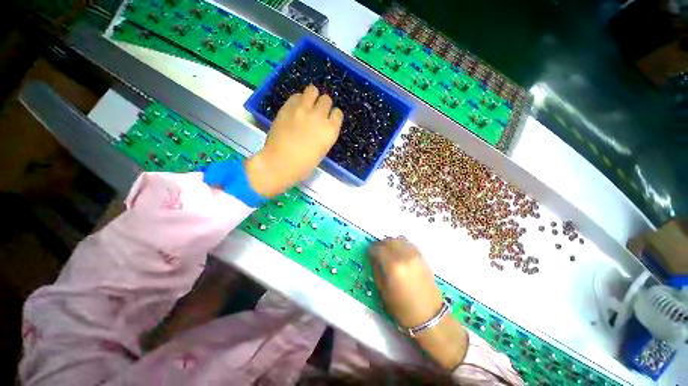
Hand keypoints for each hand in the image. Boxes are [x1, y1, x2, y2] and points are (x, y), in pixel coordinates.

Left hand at [245, 85, 342, 196]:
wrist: (280, 163)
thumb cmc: (304, 164)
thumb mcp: (322, 150)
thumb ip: (324, 135)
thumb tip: (321, 126)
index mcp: (330, 131)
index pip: (338, 113)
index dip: (333, 116)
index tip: (329, 119)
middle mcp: (319, 116)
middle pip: (326, 99)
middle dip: (324, 104)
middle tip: (317, 111)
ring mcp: (302, 110)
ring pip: (312, 90)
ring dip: (312, 96)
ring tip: (307, 104)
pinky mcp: (287, 107)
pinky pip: (296, 96)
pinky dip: (298, 100)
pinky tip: (295, 108)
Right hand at [369, 236, 467, 369]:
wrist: (430, 315)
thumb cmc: (403, 308)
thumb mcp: (383, 290)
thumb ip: (377, 270)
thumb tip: (374, 259)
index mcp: (393, 265)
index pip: (378, 249)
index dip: (371, 250)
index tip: (369, 254)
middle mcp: (404, 255)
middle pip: (389, 241)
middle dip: (381, 245)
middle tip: (377, 252)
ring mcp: (415, 255)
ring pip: (399, 239)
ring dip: (391, 243)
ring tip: (388, 251)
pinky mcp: (422, 257)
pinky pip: (409, 244)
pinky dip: (401, 244)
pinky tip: (399, 253)